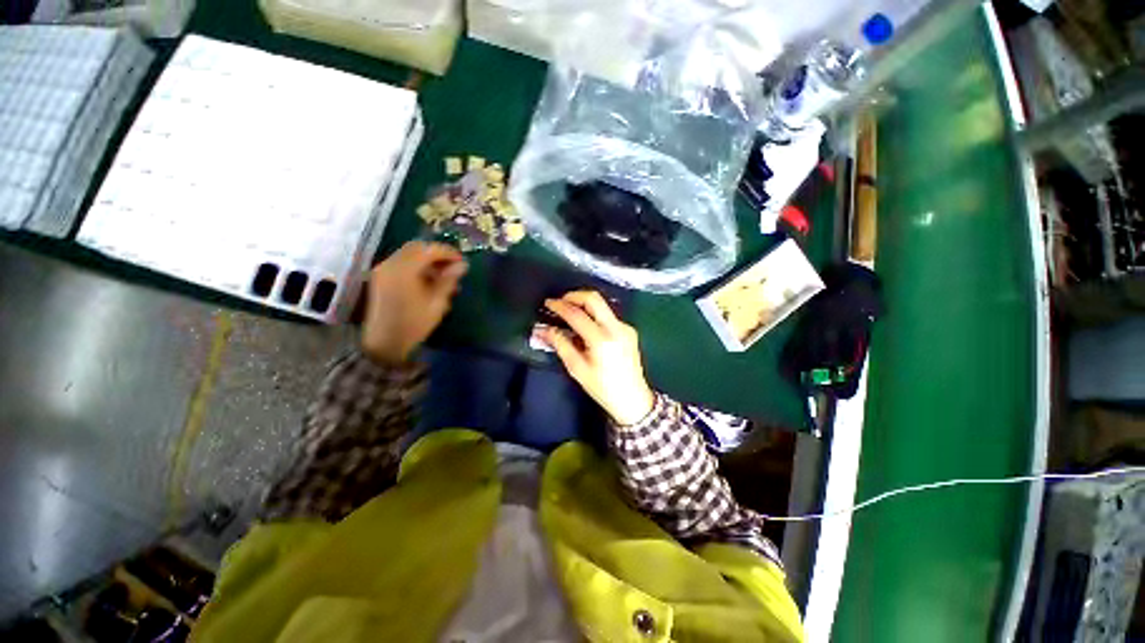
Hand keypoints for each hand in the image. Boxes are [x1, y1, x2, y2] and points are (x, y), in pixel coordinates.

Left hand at [362, 241, 467, 364]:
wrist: (384, 343)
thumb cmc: (414, 324)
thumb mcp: (436, 303)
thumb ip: (449, 280)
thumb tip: (463, 265)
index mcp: (403, 270)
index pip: (428, 249)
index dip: (448, 252)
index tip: (462, 261)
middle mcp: (390, 264)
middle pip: (417, 248)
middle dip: (437, 253)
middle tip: (454, 266)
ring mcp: (383, 270)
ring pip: (409, 254)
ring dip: (428, 260)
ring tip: (445, 276)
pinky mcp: (382, 277)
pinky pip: (402, 263)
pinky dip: (418, 266)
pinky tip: (430, 280)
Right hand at [539, 291, 655, 425]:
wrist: (633, 399)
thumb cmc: (602, 388)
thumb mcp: (577, 368)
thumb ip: (560, 344)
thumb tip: (543, 329)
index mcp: (601, 340)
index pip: (577, 314)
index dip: (560, 306)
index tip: (548, 303)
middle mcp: (616, 328)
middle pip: (594, 298)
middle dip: (574, 295)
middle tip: (560, 302)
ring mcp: (625, 327)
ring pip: (602, 305)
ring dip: (584, 304)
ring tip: (569, 313)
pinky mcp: (629, 330)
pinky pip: (608, 315)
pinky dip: (594, 315)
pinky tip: (586, 327)